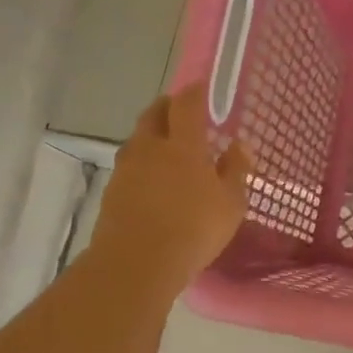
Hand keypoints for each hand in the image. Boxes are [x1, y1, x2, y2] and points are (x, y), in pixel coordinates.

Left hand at [88, 83, 251, 300]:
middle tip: (183, 112)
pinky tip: (153, 180)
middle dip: (168, 107)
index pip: (187, 103)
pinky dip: (143, 163)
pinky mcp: (112, 190)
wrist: (136, 264)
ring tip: (169, 147)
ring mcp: (127, 168)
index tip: (203, 88)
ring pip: (139, 138)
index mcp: (183, 144)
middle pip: (154, 113)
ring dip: (153, 134)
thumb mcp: (231, 203)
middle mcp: (150, 147)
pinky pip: (130, 165)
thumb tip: (239, 145)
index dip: (195, 92)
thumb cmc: (193, 229)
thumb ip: (236, 170)